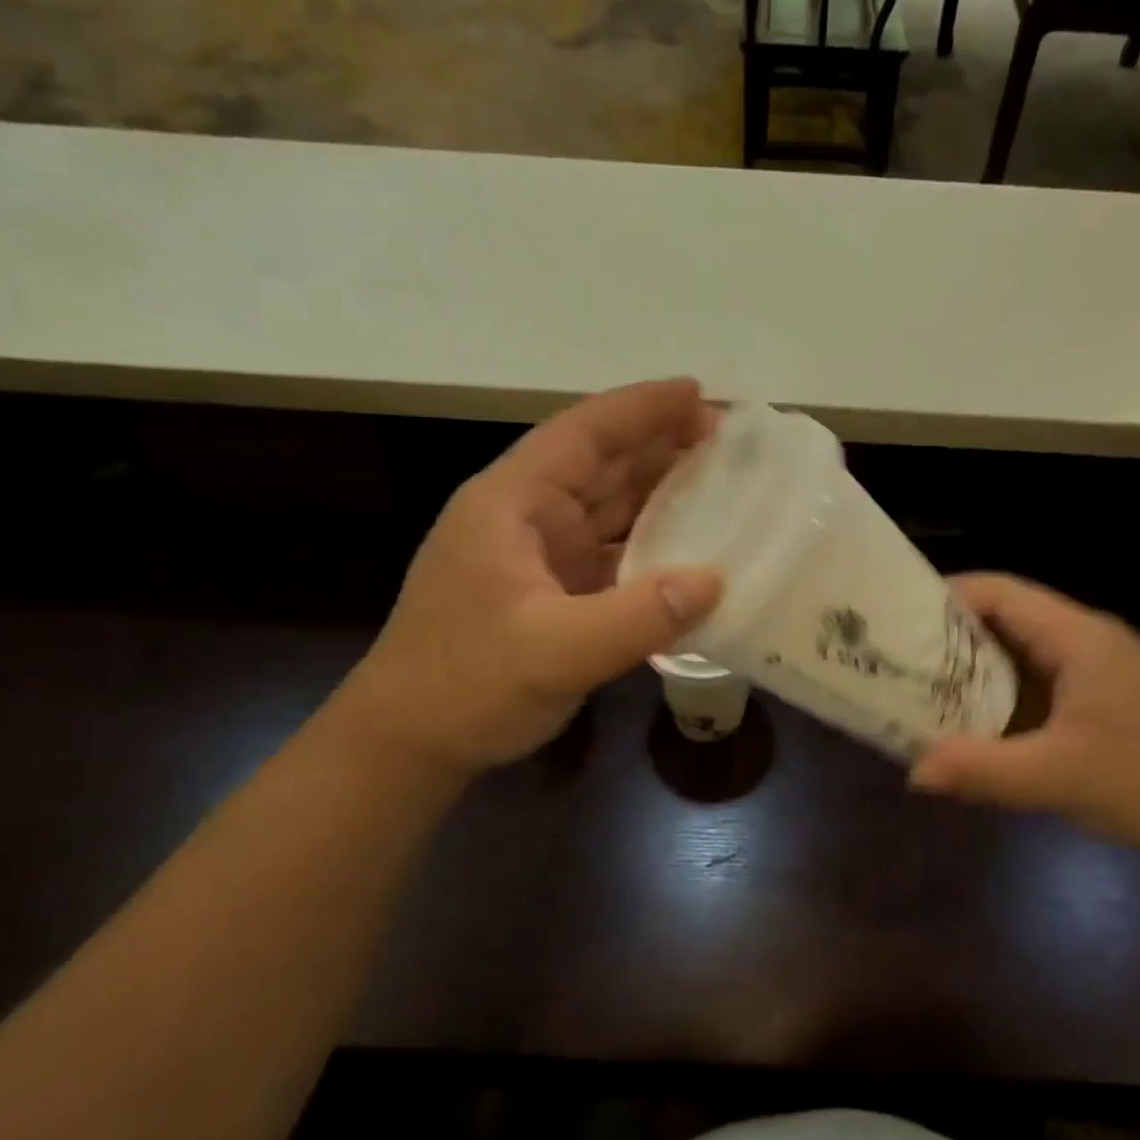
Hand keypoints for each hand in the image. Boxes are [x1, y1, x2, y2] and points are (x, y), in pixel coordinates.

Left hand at [333, 380, 722, 782]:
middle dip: (662, 446)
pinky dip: (652, 548)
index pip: (582, 434)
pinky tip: (692, 552)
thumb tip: (715, 579)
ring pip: (610, 508)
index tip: (700, 394)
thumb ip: (638, 617)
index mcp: (511, 504)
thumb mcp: (553, 652)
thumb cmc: (464, 686)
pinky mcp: (553, 592)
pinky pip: (613, 554)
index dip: (641, 409)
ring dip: (662, 494)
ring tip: (724, 484)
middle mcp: (526, 517)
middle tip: (731, 441)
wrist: (408, 745)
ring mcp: (540, 556)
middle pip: (601, 464)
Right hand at [909, 574, 1139, 865]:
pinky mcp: (1098, 698)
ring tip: (920, 685)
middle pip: (1005, 616)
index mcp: (1078, 637)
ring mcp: (1094, 669)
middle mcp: (1084, 639)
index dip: (947, 596)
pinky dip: (998, 692)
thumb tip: (912, 772)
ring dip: (973, 666)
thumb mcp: (1058, 777)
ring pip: (1019, 650)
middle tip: (898, 656)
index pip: (1001, 592)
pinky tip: (970, 719)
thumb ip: (982, 769)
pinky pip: (1035, 680)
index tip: (898, 618)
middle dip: (950, 634)